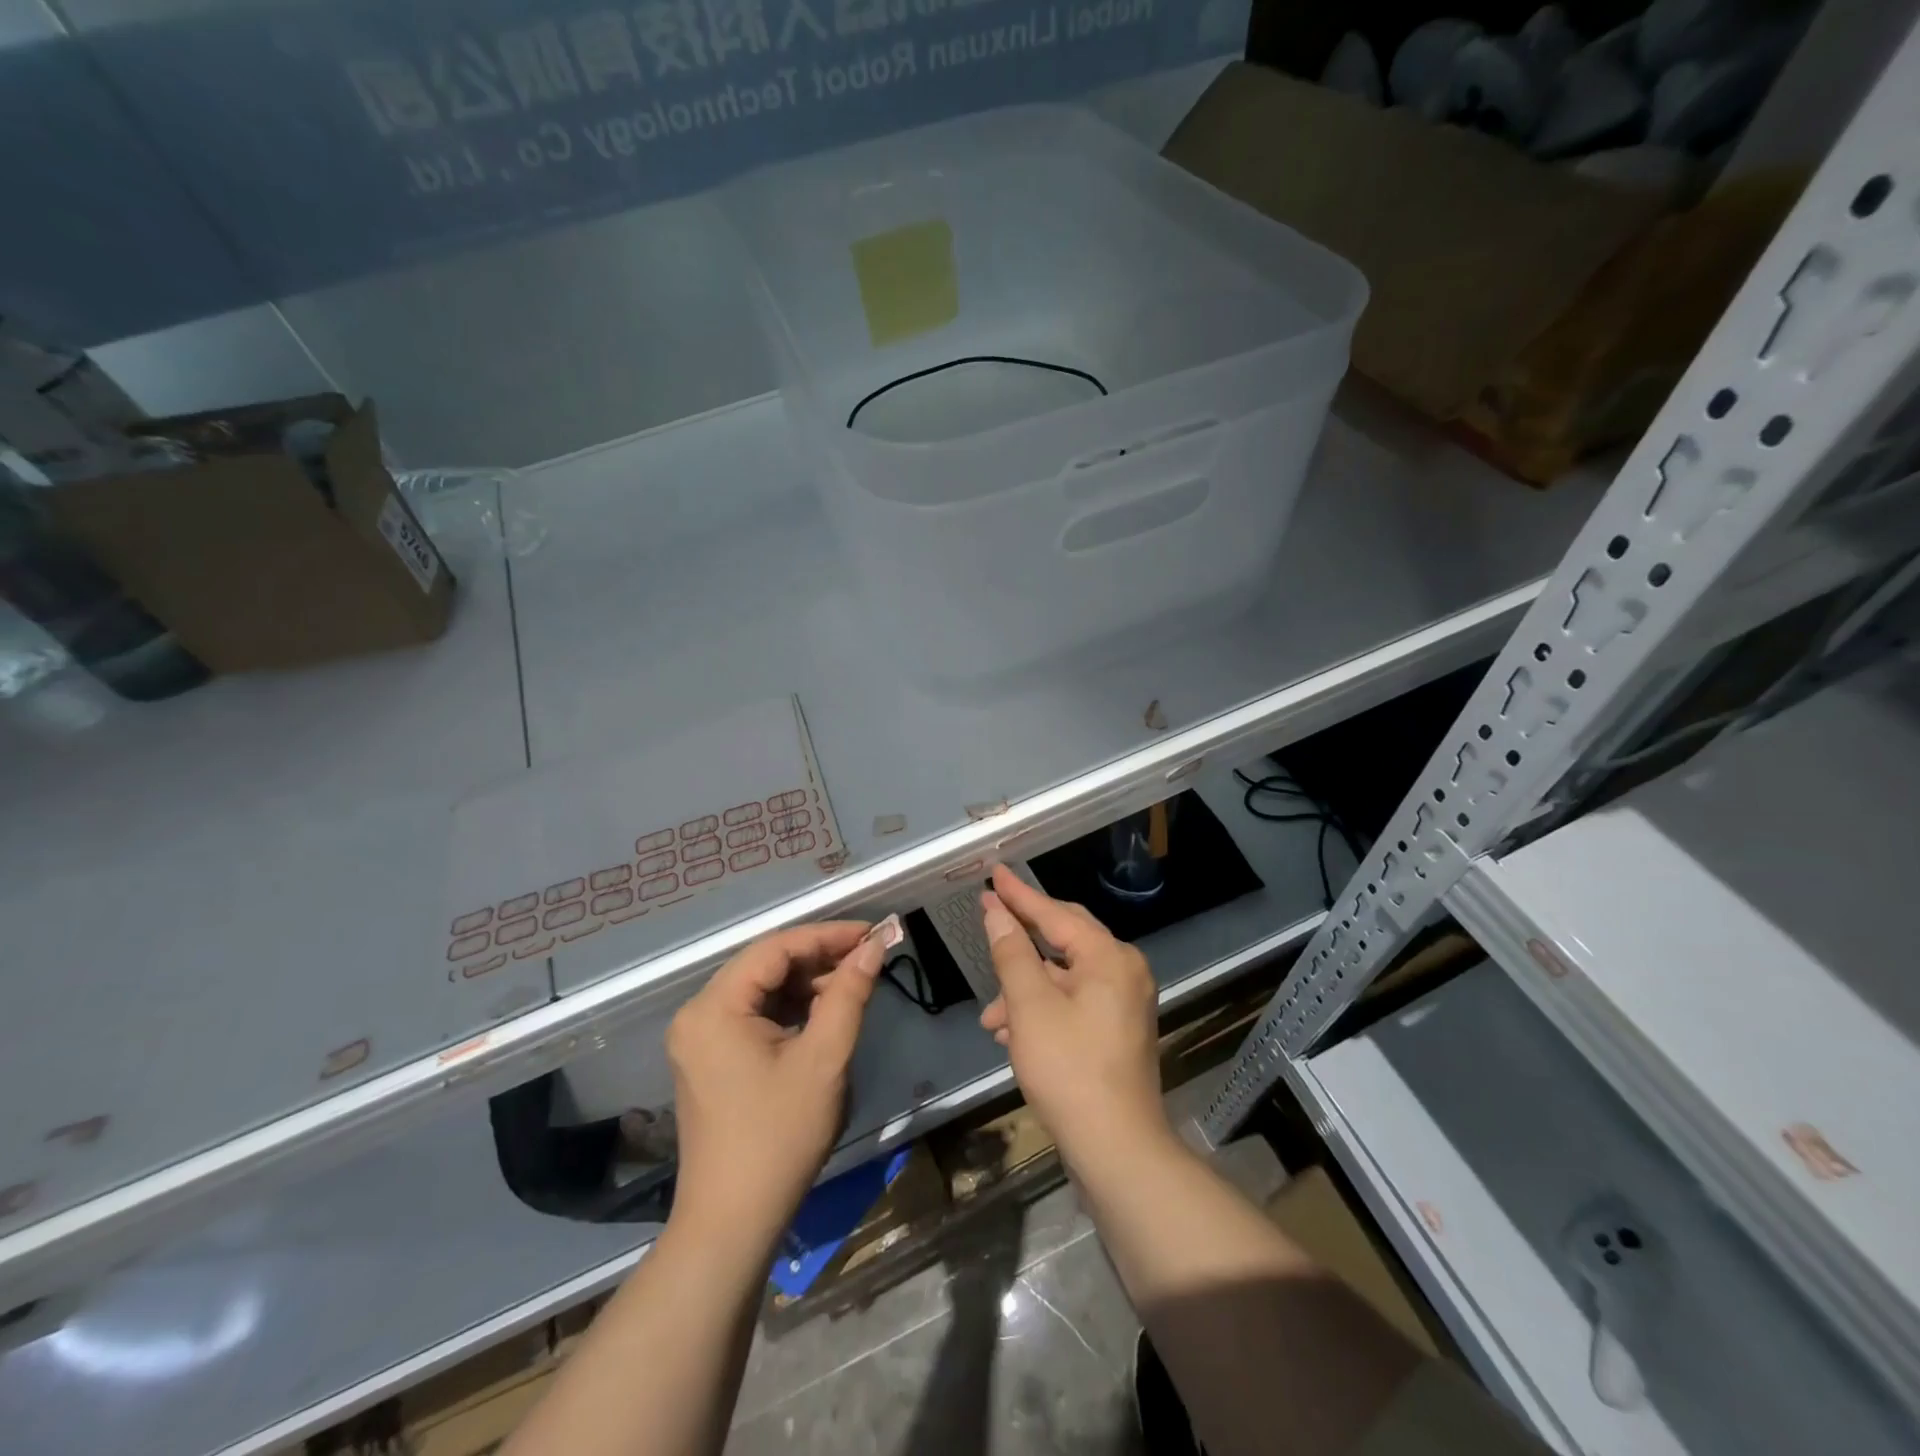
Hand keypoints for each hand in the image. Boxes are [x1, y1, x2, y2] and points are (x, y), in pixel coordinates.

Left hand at [665, 922, 883, 1246]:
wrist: (733, 1223)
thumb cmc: (779, 1136)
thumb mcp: (824, 1059)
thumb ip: (849, 993)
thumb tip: (875, 946)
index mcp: (714, 1007)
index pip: (776, 948)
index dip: (827, 935)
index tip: (872, 933)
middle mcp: (698, 1013)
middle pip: (765, 965)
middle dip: (819, 958)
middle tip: (868, 957)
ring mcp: (700, 1038)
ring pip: (762, 989)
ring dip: (807, 983)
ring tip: (853, 983)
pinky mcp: (710, 1059)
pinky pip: (754, 1015)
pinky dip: (791, 1008)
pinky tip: (825, 1012)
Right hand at [977, 866, 1169, 1171]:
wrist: (1116, 1148)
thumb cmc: (1069, 1069)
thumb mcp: (1030, 1006)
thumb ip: (1011, 953)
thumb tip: (996, 912)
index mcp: (1109, 957)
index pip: (1055, 913)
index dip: (1019, 895)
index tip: (993, 874)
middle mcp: (1124, 971)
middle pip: (1064, 939)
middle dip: (1020, 942)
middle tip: (988, 920)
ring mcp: (1125, 1002)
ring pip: (1065, 977)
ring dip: (1025, 989)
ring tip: (992, 1017)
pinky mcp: (1118, 1030)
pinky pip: (1074, 1002)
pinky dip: (1043, 1009)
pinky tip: (1013, 1034)